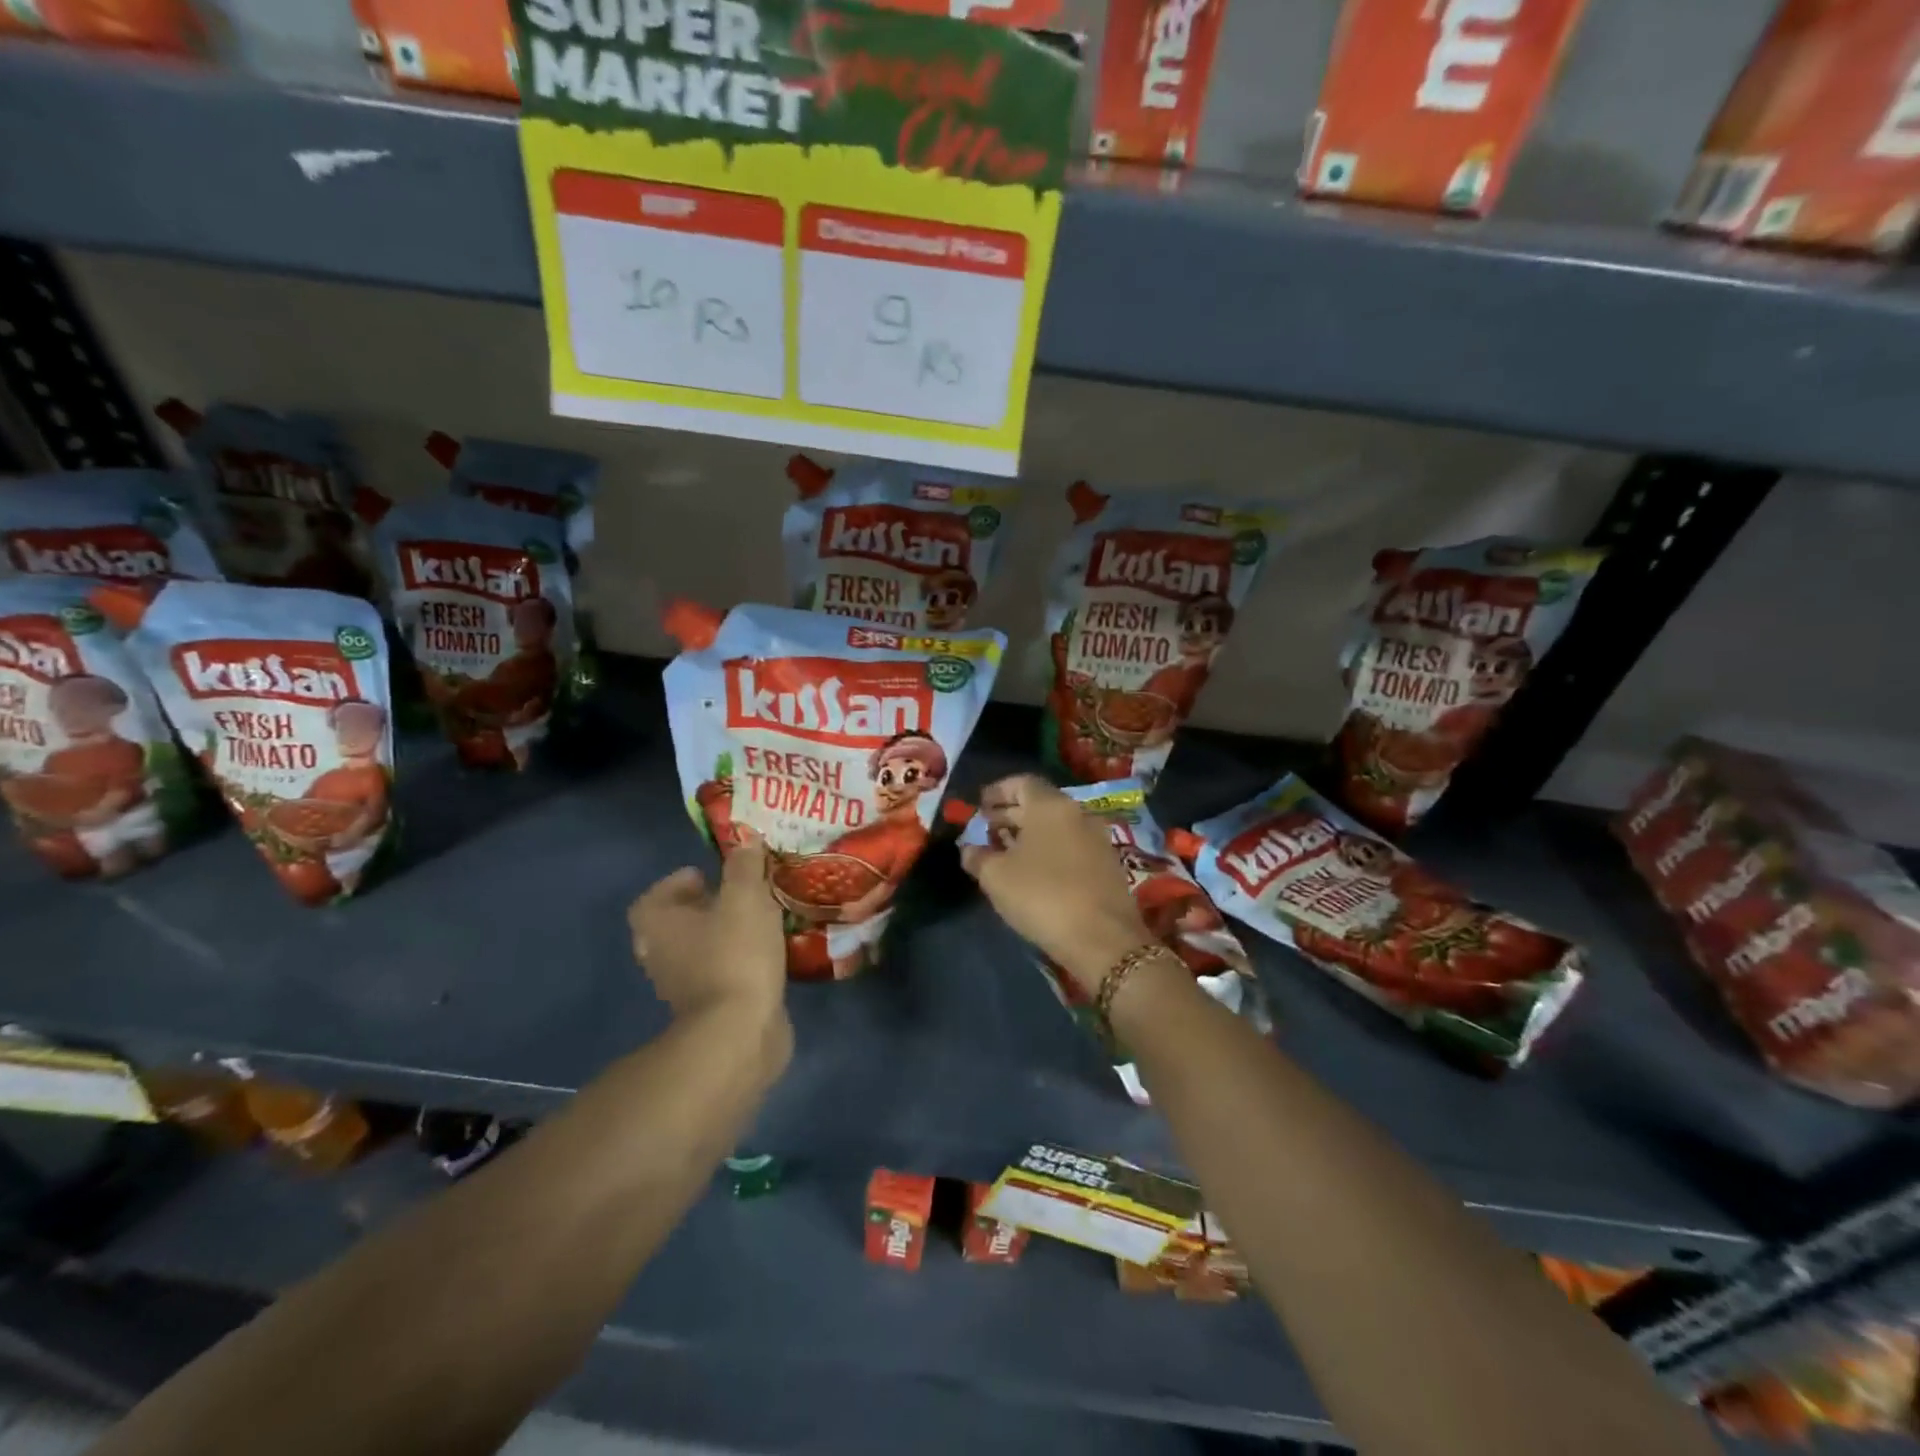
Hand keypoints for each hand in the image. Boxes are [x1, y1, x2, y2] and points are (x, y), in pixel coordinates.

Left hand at [629, 838, 786, 1021]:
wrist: (739, 1032)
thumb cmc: (734, 955)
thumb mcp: (746, 897)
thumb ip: (745, 866)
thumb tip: (746, 840)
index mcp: (659, 925)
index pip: (653, 898)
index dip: (677, 884)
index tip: (708, 876)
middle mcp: (661, 956)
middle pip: (676, 925)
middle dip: (705, 908)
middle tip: (738, 896)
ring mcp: (683, 988)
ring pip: (699, 951)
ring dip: (723, 936)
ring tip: (759, 921)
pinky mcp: (710, 1010)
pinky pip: (720, 975)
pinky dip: (737, 963)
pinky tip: (768, 954)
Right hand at [959, 774, 1156, 998]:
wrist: (1103, 939)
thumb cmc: (1042, 896)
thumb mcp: (996, 877)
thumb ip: (977, 856)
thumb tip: (970, 849)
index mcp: (1051, 806)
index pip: (1022, 782)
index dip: (998, 791)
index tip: (979, 806)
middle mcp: (1078, 814)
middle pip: (1039, 804)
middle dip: (1010, 814)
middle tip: (986, 830)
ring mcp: (1097, 839)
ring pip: (1056, 826)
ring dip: (1029, 834)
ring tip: (1004, 853)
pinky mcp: (1107, 865)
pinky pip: (1070, 846)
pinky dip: (1049, 850)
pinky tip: (1033, 872)